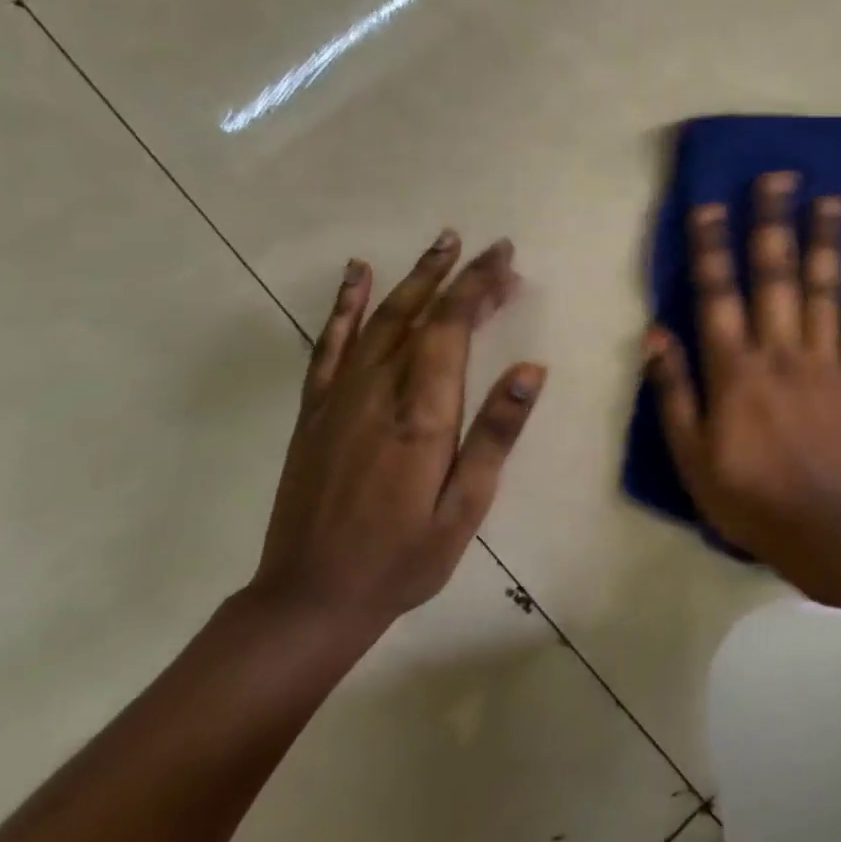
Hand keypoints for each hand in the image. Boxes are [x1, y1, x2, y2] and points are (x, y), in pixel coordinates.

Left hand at [251, 232, 544, 632]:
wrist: (310, 598)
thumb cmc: (403, 557)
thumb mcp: (465, 507)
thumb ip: (496, 434)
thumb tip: (531, 369)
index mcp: (422, 413)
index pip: (453, 327)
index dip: (478, 285)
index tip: (505, 257)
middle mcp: (379, 390)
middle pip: (422, 314)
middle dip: (457, 275)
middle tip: (490, 247)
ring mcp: (340, 396)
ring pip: (382, 318)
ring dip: (414, 277)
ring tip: (442, 243)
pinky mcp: (316, 409)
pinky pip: (330, 343)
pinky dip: (345, 304)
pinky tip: (357, 274)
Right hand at [645, 172, 840, 564]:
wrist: (822, 532)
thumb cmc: (746, 496)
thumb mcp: (689, 455)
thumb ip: (672, 391)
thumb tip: (655, 332)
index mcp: (735, 369)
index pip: (718, 294)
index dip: (711, 247)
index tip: (710, 204)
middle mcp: (781, 351)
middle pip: (775, 275)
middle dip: (774, 222)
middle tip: (778, 176)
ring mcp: (826, 361)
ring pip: (824, 289)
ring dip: (827, 241)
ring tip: (832, 198)